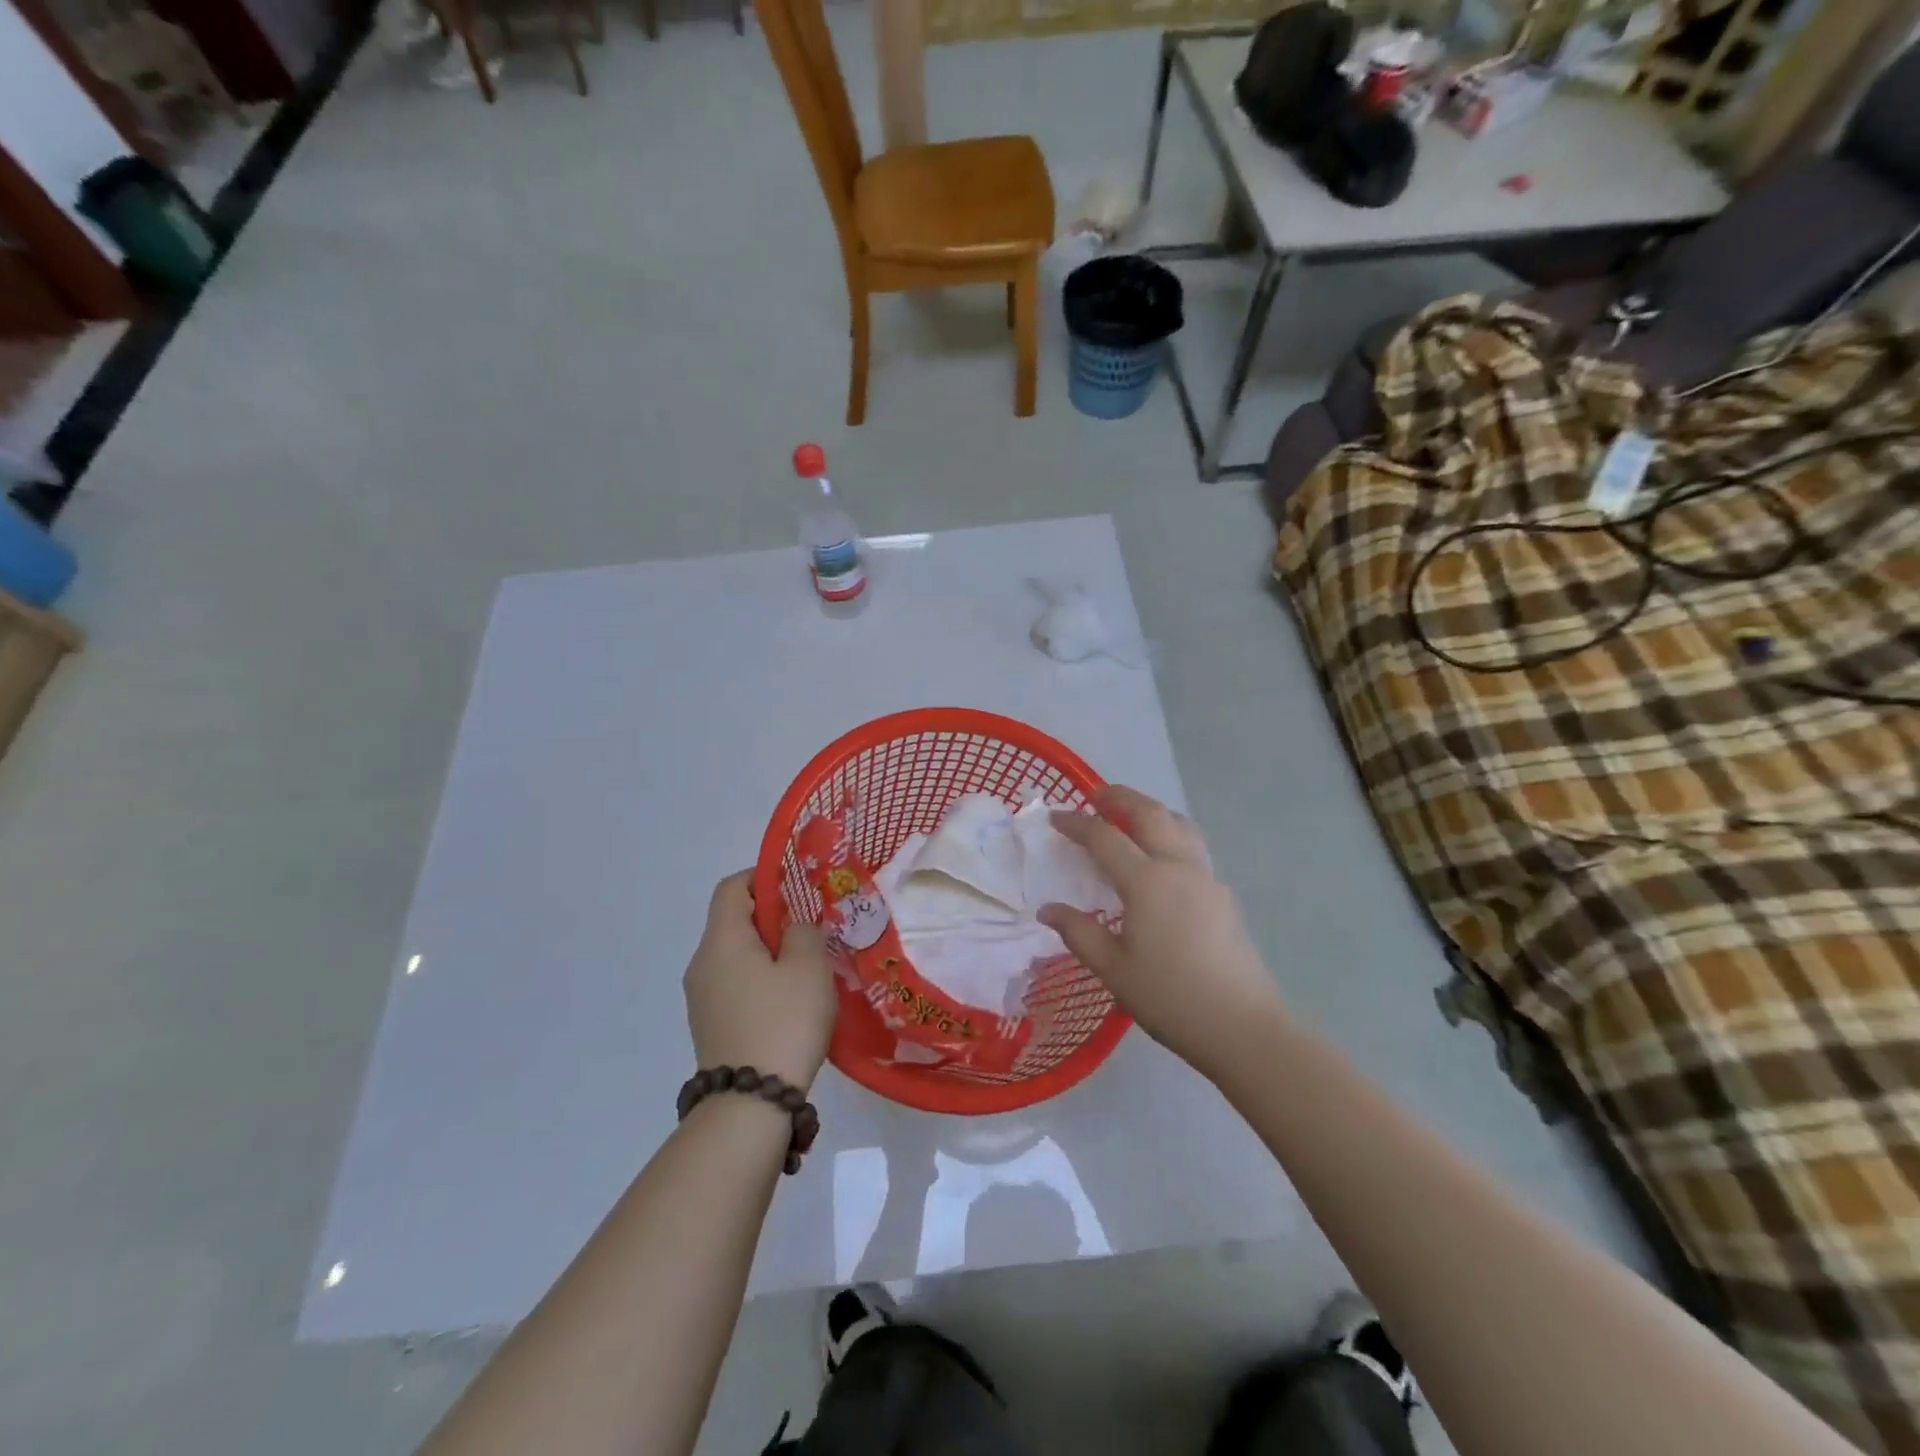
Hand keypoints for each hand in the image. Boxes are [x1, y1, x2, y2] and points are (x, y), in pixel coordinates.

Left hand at [684, 871, 837, 1091]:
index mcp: (721, 940)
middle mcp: (702, 963)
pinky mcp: (709, 1025)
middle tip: (811, 927)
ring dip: (768, 951)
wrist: (749, 1104)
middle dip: (772, 916)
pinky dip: (759, 979)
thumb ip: (804, 932)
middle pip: (732, 920)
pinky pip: (734, 984)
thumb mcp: (808, 967)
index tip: (797, 887)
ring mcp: (701, 997)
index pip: (732, 887)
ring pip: (735, 955)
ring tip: (806, 965)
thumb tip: (796, 926)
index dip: (763, 876)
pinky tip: (790, 1000)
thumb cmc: (783, 1022)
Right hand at [1037, 786, 1285, 1079]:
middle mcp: (1179, 867)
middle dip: (1119, 797)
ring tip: (1130, 817)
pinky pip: (1193, 847)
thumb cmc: (1170, 997)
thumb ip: (1078, 932)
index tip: (1054, 817)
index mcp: (1147, 881)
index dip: (1076, 823)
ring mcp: (1207, 878)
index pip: (1104, 837)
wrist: (1242, 1026)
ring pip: (1179, 824)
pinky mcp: (1223, 896)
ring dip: (1151, 810)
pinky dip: (1170, 835)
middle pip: (1149, 813)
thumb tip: (1048, 909)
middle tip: (1095, 796)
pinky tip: (1160, 861)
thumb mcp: (1113, 969)